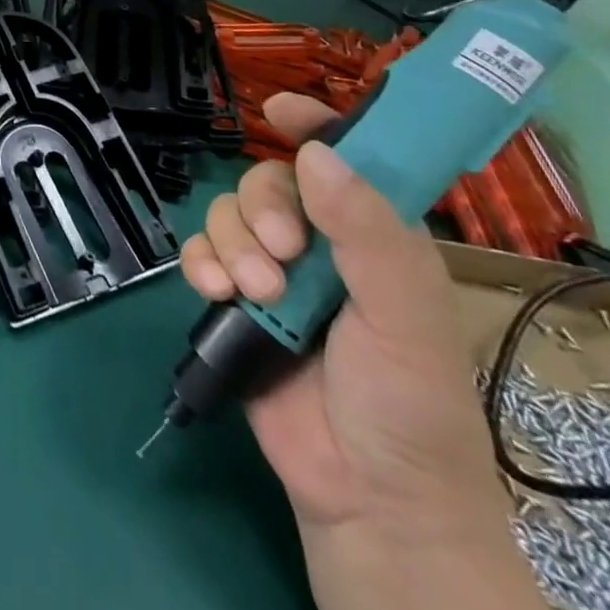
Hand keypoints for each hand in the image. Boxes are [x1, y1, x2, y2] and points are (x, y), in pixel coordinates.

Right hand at [181, 94, 568, 609]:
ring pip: (229, 215)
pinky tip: (216, 293)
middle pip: (268, 183)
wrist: (366, 499)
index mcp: (375, 239)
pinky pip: (201, 254)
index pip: (347, 162)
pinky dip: (201, 264)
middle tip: (282, 256)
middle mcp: (323, 247)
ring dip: (232, 245)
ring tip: (254, 295)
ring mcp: (275, 274)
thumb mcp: (403, 315)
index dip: (318, 128)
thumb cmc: (409, 406)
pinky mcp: (236, 301)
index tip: (281, 110)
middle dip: (263, 210)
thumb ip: (365, 233)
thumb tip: (314, 155)